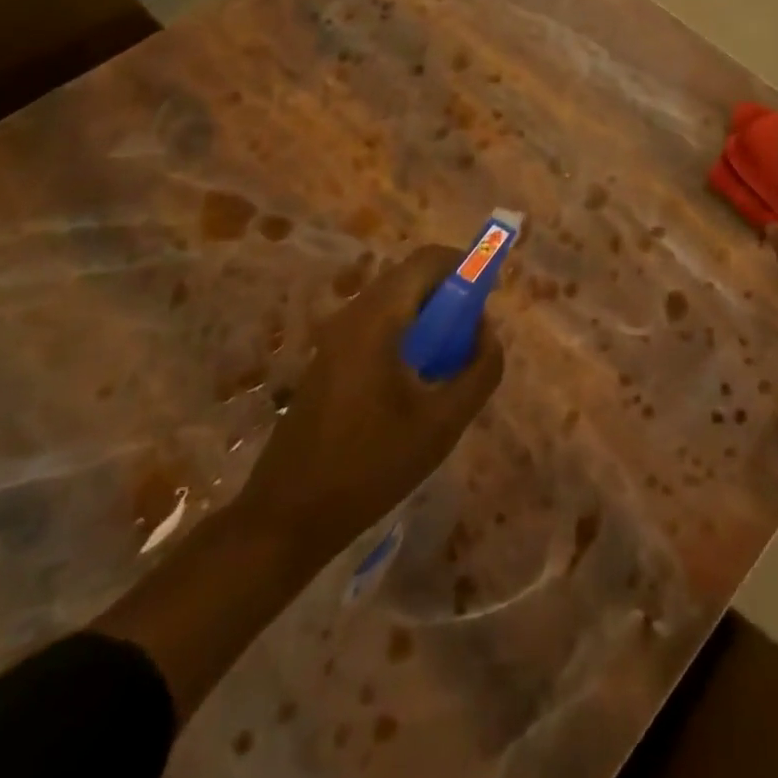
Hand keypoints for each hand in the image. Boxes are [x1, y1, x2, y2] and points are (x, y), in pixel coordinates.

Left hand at [235, 244, 504, 560]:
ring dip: (431, 320)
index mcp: (378, 317)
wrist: (287, 517)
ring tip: (448, 368)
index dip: (467, 267)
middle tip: (472, 341)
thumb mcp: (443, 422)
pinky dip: (408, 337)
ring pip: (397, 303)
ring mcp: (336, 336)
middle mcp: (353, 314)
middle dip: (452, 298)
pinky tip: (416, 386)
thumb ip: (479, 370)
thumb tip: (488, 333)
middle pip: (413, 278)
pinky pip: (380, 326)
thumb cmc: (370, 465)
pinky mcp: (329, 359)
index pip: (430, 260)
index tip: (491, 297)